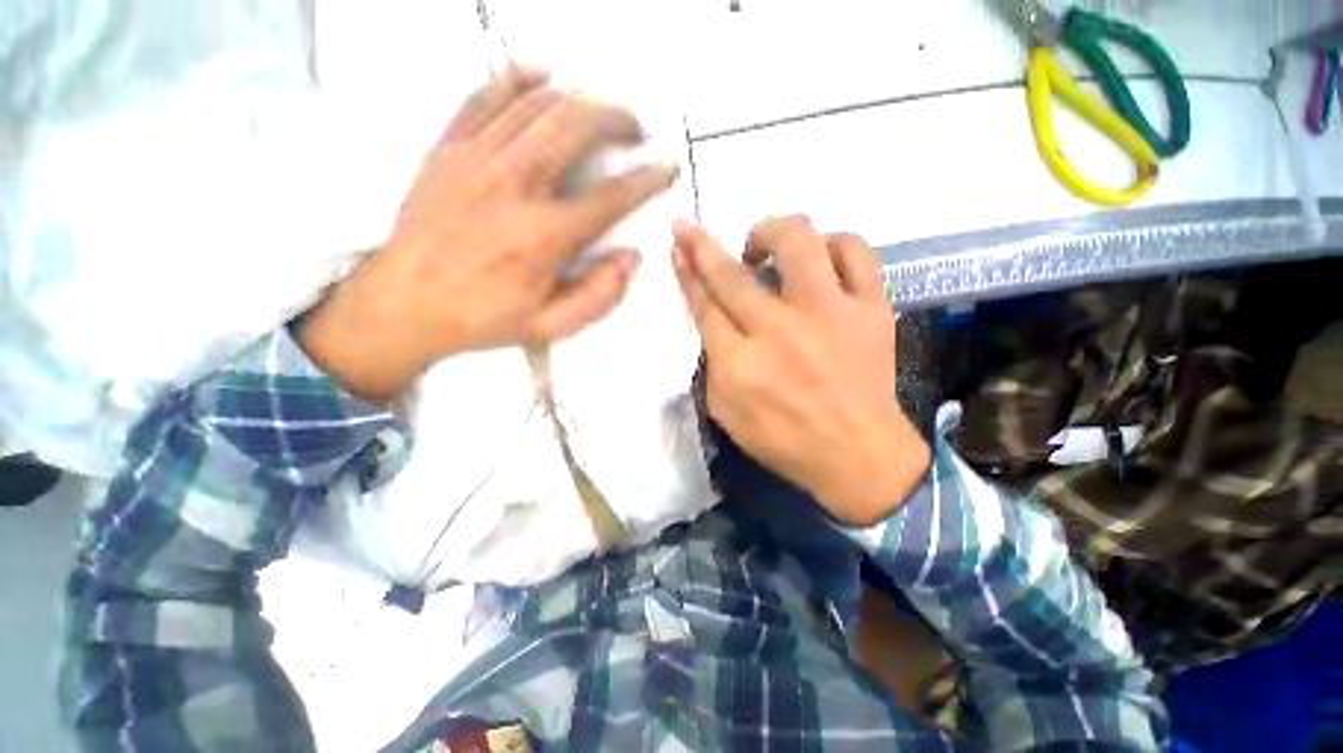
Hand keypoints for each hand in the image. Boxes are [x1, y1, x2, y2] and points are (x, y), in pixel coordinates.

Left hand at [299, 67, 679, 400]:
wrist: (404, 304)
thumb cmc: (483, 318)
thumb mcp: (551, 326)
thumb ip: (599, 297)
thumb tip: (631, 258)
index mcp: (543, 237)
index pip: (611, 197)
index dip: (647, 180)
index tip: (667, 169)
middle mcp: (514, 187)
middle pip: (575, 128)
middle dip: (617, 120)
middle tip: (636, 130)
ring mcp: (476, 160)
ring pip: (538, 104)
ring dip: (581, 99)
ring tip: (602, 109)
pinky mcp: (448, 148)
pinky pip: (485, 95)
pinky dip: (519, 77)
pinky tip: (543, 74)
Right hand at [672, 216, 929, 525]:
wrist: (858, 454)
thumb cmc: (784, 440)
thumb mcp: (726, 411)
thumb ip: (713, 361)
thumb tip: (712, 315)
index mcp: (740, 365)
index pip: (705, 304)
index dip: (688, 269)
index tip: (680, 242)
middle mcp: (780, 331)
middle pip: (734, 274)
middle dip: (704, 244)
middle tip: (693, 228)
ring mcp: (830, 314)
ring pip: (798, 242)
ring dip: (772, 233)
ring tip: (766, 248)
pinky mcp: (871, 308)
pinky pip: (855, 251)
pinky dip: (832, 243)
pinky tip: (819, 259)